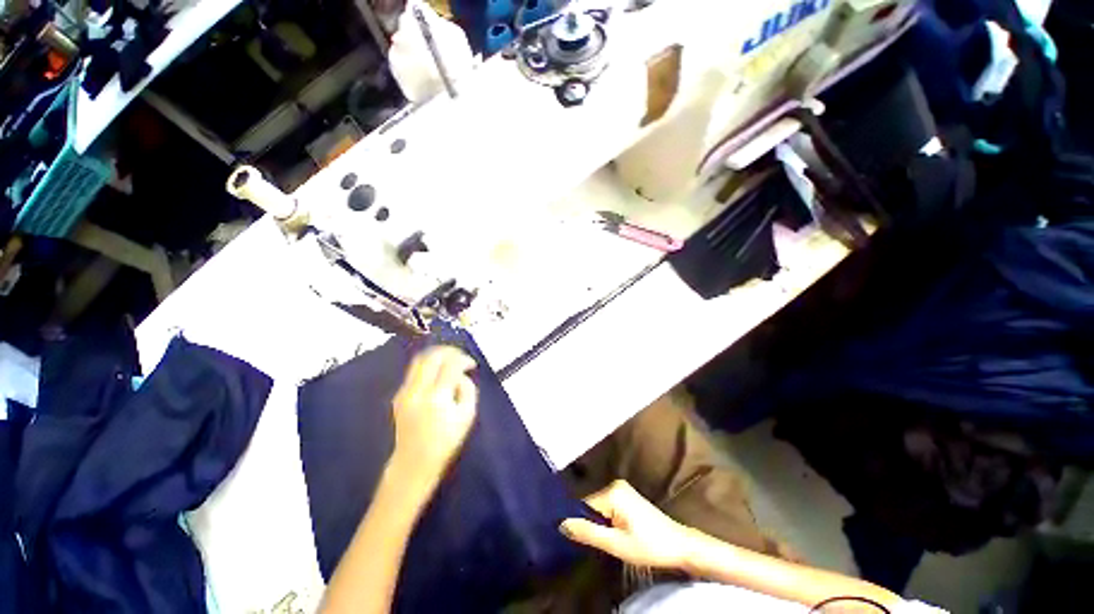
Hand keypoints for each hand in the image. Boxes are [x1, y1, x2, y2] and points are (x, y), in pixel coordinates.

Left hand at [390, 346, 477, 490]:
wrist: (413, 463)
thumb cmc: (446, 441)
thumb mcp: (467, 416)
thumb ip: (468, 389)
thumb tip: (461, 375)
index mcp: (436, 398)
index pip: (450, 366)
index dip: (463, 359)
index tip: (472, 364)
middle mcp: (417, 391)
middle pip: (432, 357)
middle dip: (449, 351)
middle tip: (461, 357)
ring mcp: (404, 392)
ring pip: (419, 360)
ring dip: (437, 355)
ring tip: (450, 360)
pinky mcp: (398, 395)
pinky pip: (414, 371)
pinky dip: (428, 366)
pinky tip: (438, 374)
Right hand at [560, 480, 693, 570]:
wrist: (679, 545)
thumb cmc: (649, 545)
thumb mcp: (616, 544)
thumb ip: (588, 532)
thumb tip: (562, 523)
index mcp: (612, 492)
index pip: (584, 504)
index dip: (579, 522)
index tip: (574, 538)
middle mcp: (615, 485)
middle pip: (591, 505)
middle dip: (591, 523)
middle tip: (595, 542)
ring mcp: (622, 490)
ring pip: (599, 508)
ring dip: (599, 524)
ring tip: (605, 540)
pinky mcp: (628, 497)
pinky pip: (608, 507)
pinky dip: (607, 521)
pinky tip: (613, 534)